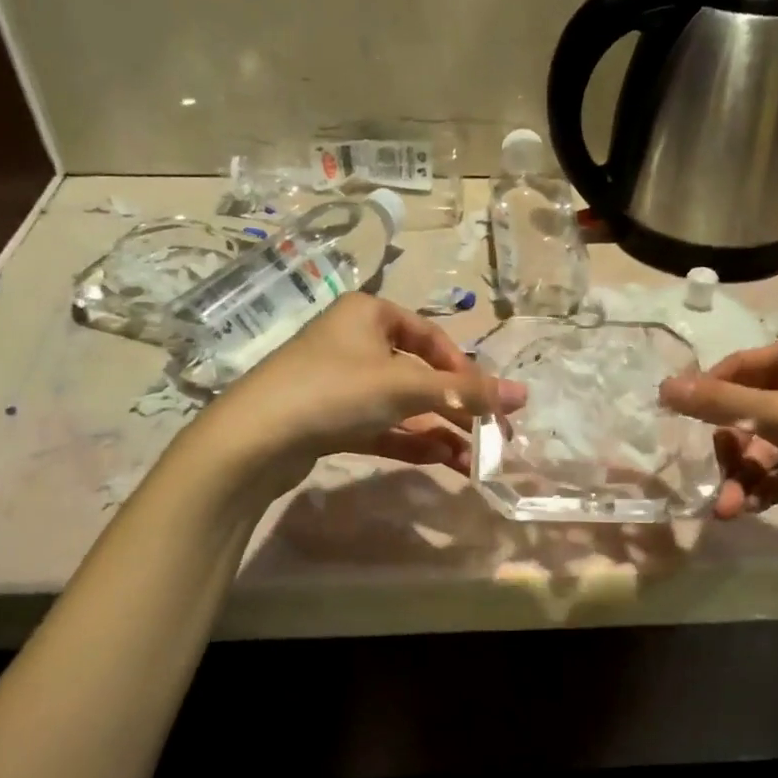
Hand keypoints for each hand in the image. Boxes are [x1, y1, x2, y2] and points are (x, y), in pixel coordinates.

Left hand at [195, 295, 524, 497]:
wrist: (252, 440)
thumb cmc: (334, 391)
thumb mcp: (405, 387)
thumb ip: (465, 392)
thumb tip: (524, 394)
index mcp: (369, 314)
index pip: (431, 337)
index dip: (465, 370)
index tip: (489, 402)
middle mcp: (354, 342)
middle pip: (420, 375)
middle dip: (456, 409)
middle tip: (492, 438)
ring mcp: (340, 383)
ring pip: (402, 405)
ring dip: (439, 431)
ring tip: (474, 462)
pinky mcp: (329, 419)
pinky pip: (381, 426)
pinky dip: (411, 442)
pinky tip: (442, 461)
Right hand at [659, 335, 777, 556]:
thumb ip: (723, 403)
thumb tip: (663, 387)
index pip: (741, 365)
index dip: (708, 393)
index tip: (677, 425)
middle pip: (751, 410)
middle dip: (730, 450)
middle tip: (717, 484)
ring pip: (767, 444)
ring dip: (745, 476)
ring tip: (732, 511)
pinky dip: (768, 486)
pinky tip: (755, 508)